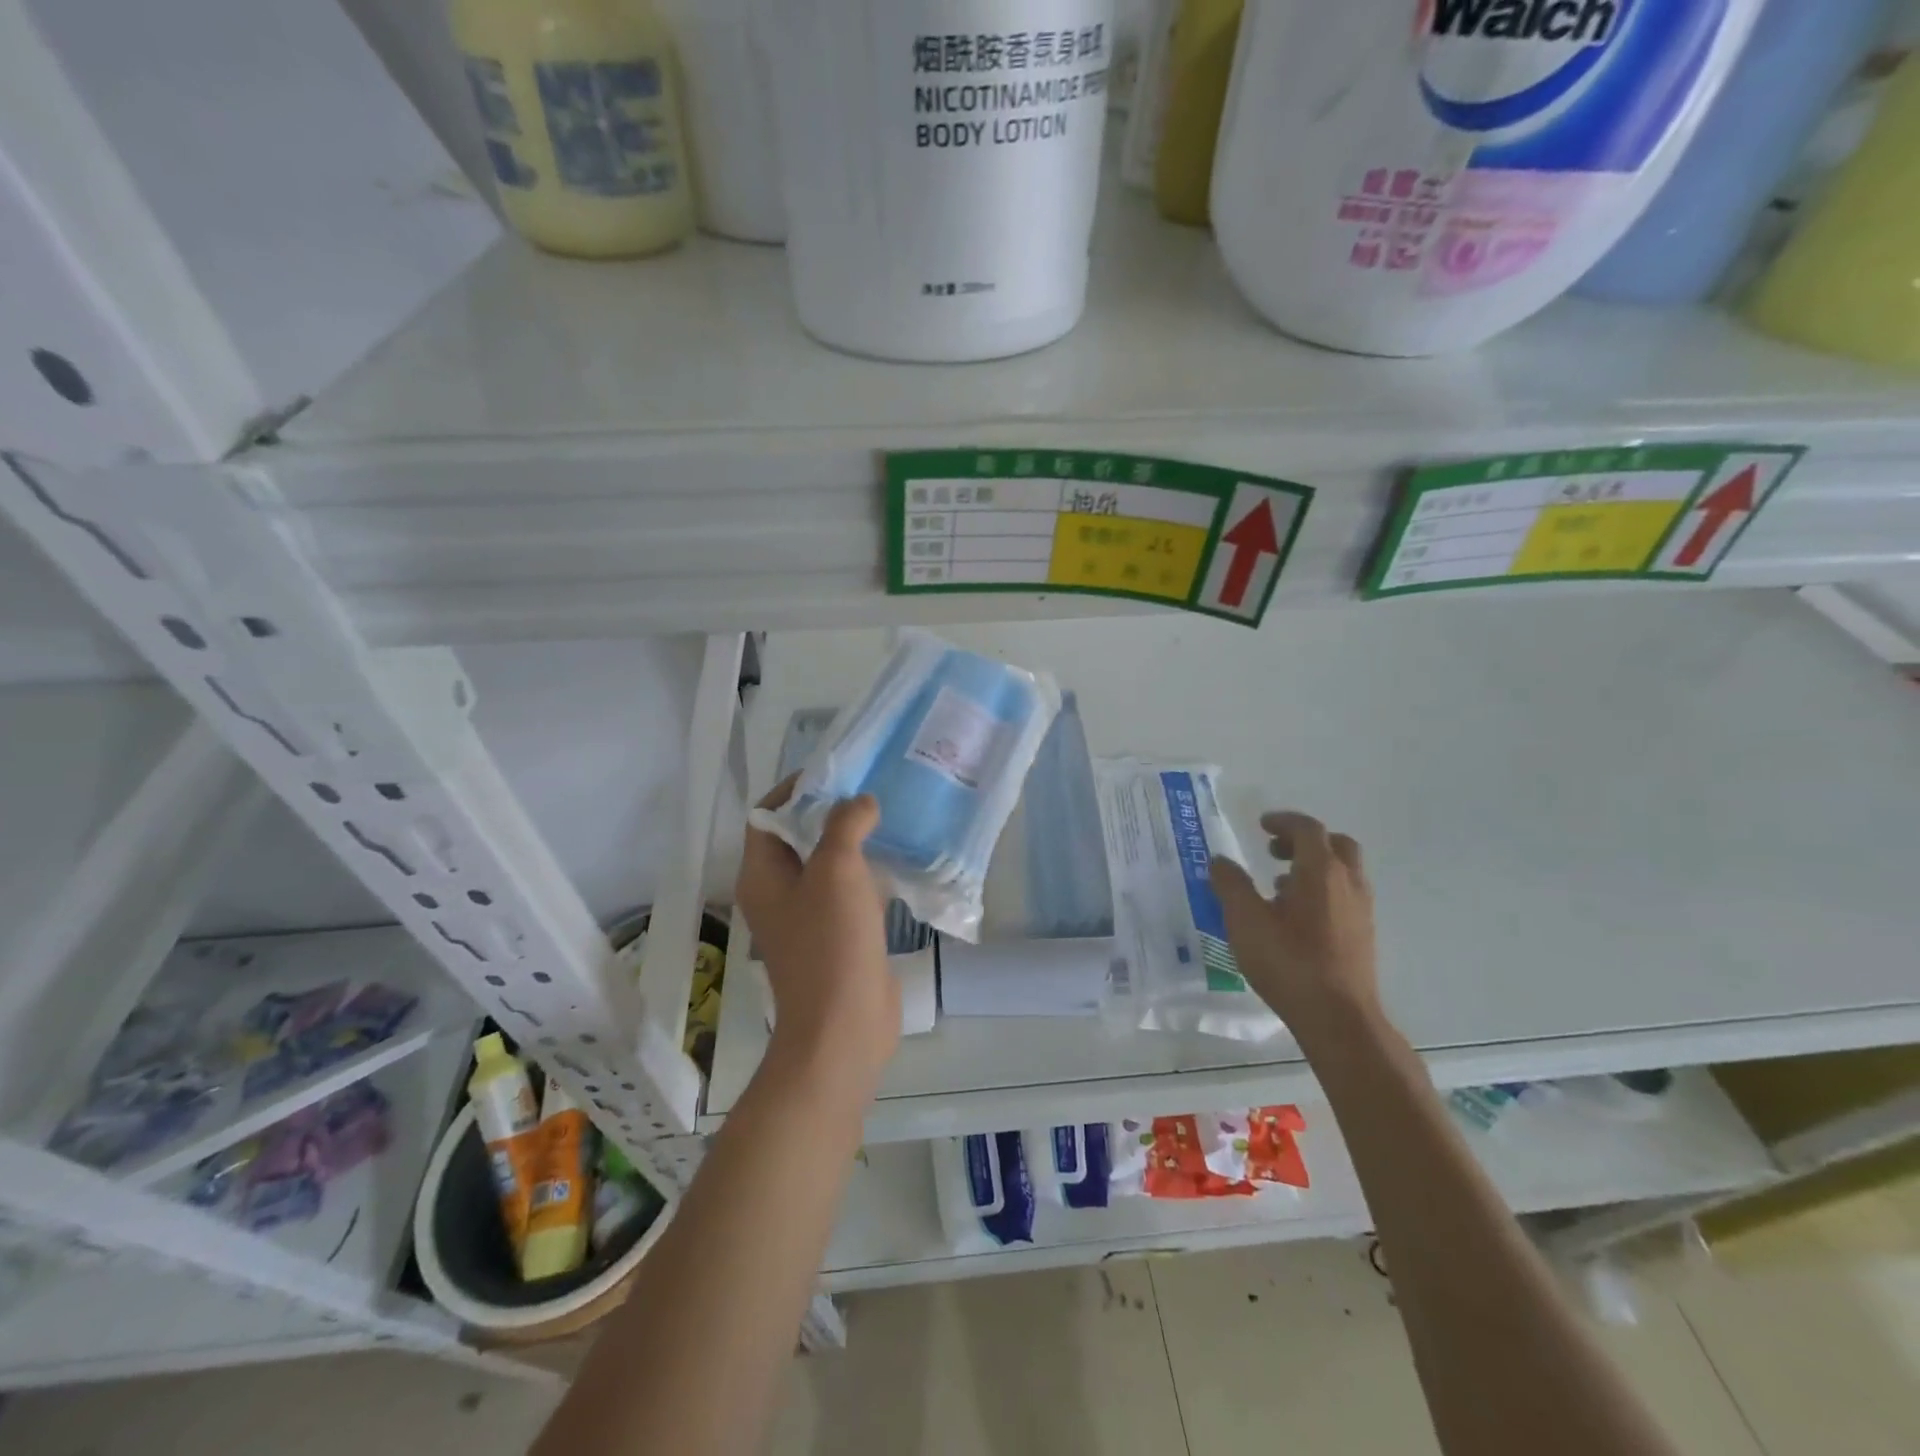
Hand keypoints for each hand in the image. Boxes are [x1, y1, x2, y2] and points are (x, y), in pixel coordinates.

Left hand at [736, 778, 898, 1090]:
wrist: (844, 1027)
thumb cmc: (831, 943)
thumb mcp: (837, 871)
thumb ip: (845, 824)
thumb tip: (861, 802)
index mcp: (762, 875)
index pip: (768, 814)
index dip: (796, 788)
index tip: (837, 772)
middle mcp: (778, 892)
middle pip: (798, 837)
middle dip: (831, 811)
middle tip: (870, 790)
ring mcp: (807, 917)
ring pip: (826, 865)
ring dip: (853, 841)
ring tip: (888, 816)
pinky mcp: (836, 936)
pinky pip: (848, 892)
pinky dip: (867, 872)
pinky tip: (899, 860)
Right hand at [1210, 810, 1382, 1043]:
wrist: (1339, 1018)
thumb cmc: (1289, 962)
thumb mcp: (1245, 921)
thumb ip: (1230, 885)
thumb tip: (1220, 861)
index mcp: (1321, 871)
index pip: (1307, 829)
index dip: (1283, 821)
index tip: (1260, 826)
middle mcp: (1348, 883)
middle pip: (1334, 844)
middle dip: (1303, 840)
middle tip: (1274, 850)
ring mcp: (1361, 910)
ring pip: (1343, 871)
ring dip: (1313, 866)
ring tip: (1278, 884)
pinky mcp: (1363, 935)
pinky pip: (1344, 895)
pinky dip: (1322, 889)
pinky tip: (1296, 916)